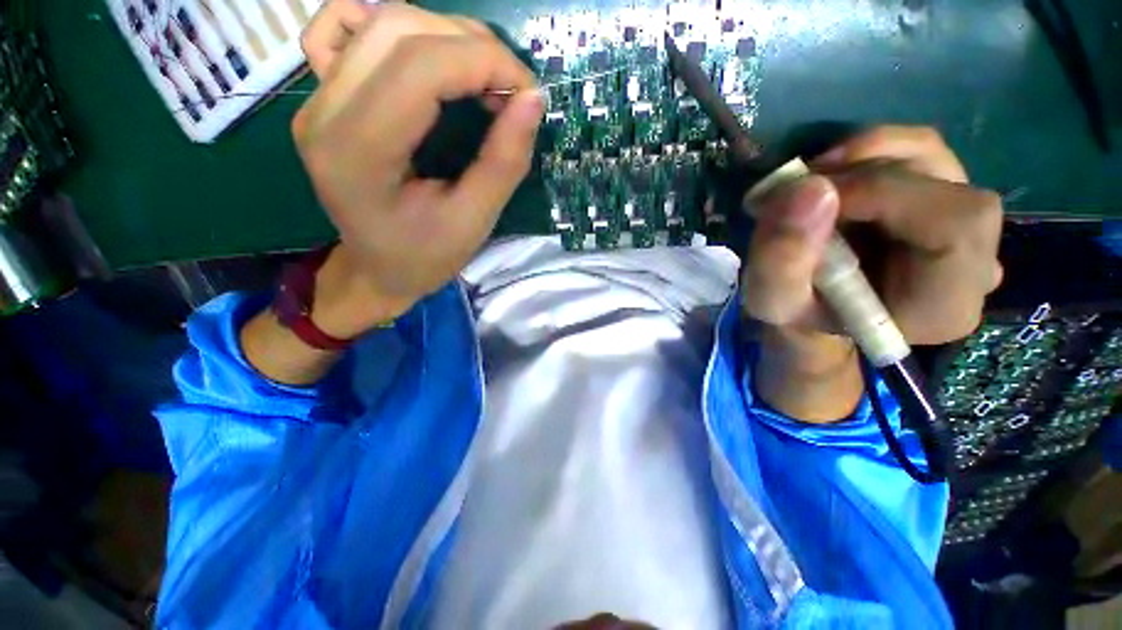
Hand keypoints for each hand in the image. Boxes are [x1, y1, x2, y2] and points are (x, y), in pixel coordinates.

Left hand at [292, 3, 543, 335]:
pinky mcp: (324, 95)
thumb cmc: (425, 258)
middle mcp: (324, 112)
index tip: (529, 93)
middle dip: (472, 46)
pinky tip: (426, 59)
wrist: (376, 269)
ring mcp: (316, 98)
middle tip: (510, 89)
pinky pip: (349, 30)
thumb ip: (504, 162)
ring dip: (448, 37)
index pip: (420, 66)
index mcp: (358, 153)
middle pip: (399, 29)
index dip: (486, 62)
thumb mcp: (474, 223)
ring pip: (382, 21)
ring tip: (483, 78)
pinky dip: (398, 31)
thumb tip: (533, 100)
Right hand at [742, 126, 1003, 422]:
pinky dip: (875, 152)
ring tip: (815, 184)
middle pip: (957, 181)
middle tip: (807, 188)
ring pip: (940, 157)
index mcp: (944, 303)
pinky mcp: (933, 206)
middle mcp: (972, 263)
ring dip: (871, 155)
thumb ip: (782, 257)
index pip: (956, 221)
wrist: (810, 324)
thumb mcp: (771, 305)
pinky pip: (921, 154)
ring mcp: (956, 231)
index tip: (814, 199)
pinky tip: (837, 181)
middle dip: (876, 170)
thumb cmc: (792, 326)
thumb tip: (807, 187)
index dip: (891, 192)